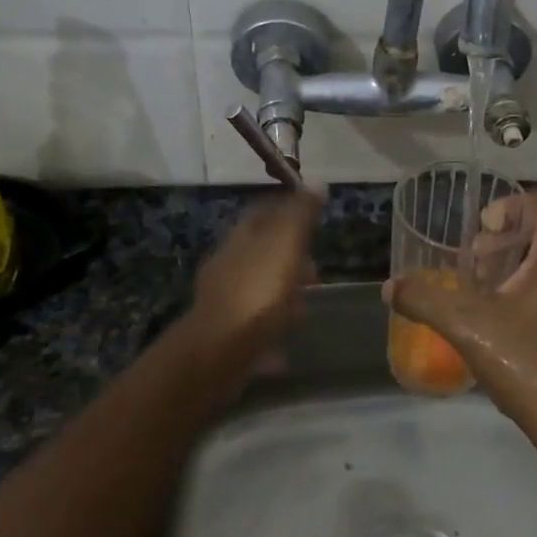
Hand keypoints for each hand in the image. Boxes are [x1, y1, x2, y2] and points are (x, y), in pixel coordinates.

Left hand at [186, 189, 322, 368]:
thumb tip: (317, 183)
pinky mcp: (227, 334)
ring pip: (260, 289)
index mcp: (240, 239)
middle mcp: (228, 265)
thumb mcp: (284, 245)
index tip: (314, 218)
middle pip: (263, 253)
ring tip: (304, 310)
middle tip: (316, 273)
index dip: (288, 210)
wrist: (219, 353)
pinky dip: (272, 329)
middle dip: (291, 260)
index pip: (263, 211)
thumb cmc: (257, 293)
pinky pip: (257, 325)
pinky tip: (285, 345)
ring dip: (283, 297)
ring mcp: (225, 301)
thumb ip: (300, 215)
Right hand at [385, 190, 536, 456]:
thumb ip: (425, 299)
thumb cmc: (527, 364)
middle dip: (507, 244)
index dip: (502, 210)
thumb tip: (390, 287)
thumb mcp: (468, 327)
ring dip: (525, 266)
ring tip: (494, 297)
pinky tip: (521, 320)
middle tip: (478, 271)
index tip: (477, 239)